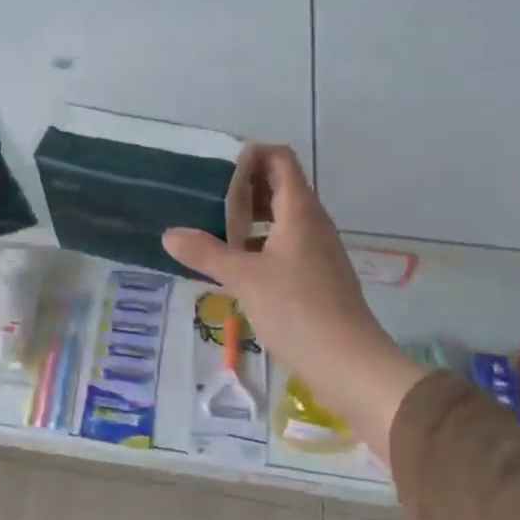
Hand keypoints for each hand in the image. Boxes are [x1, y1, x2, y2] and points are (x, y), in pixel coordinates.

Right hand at [163, 147, 428, 455]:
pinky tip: (233, 264)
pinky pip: (283, 244)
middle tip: (203, 196)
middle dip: (242, 186)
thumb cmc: (298, 310)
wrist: (349, 364)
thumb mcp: (244, 278)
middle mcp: (312, 223)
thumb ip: (206, 252)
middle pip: (278, 186)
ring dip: (248, 217)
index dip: (250, 154)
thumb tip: (169, 234)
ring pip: (279, 218)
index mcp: (299, 211)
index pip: (279, 159)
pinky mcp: (316, 276)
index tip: (215, 166)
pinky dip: (258, 244)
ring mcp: (317, 250)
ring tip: (210, 227)